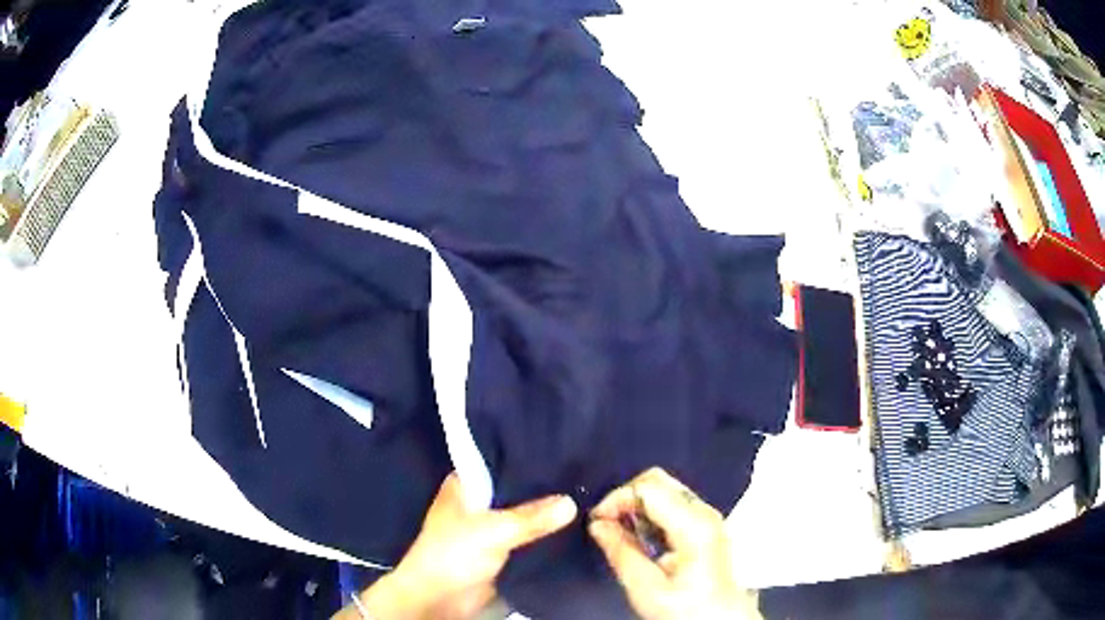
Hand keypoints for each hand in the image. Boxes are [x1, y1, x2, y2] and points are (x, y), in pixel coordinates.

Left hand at [338, 473, 577, 619]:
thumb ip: (532, 517)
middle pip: (517, 491)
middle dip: (544, 488)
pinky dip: (547, 536)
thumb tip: (572, 502)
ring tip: (588, 498)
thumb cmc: (454, 553)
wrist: (440, 599)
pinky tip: (576, 528)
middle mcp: (478, 503)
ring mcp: (490, 529)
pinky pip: (530, 540)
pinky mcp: (502, 552)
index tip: (563, 450)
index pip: (501, 462)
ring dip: (548, 515)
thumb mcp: (493, 530)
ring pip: (525, 516)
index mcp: (465, 485)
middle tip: (584, 476)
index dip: (528, 457)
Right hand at [589, 468, 761, 619]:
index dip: (616, 499)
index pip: (648, 488)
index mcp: (694, 524)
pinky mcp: (706, 524)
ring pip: (665, 488)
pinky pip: (673, 502)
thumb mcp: (646, 588)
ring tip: (619, 532)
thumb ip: (621, 552)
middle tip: (606, 524)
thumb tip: (597, 524)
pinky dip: (650, 511)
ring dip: (637, 504)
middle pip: (658, 480)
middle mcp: (704, 511)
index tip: (596, 522)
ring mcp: (708, 515)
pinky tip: (640, 535)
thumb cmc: (685, 609)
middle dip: (625, 496)